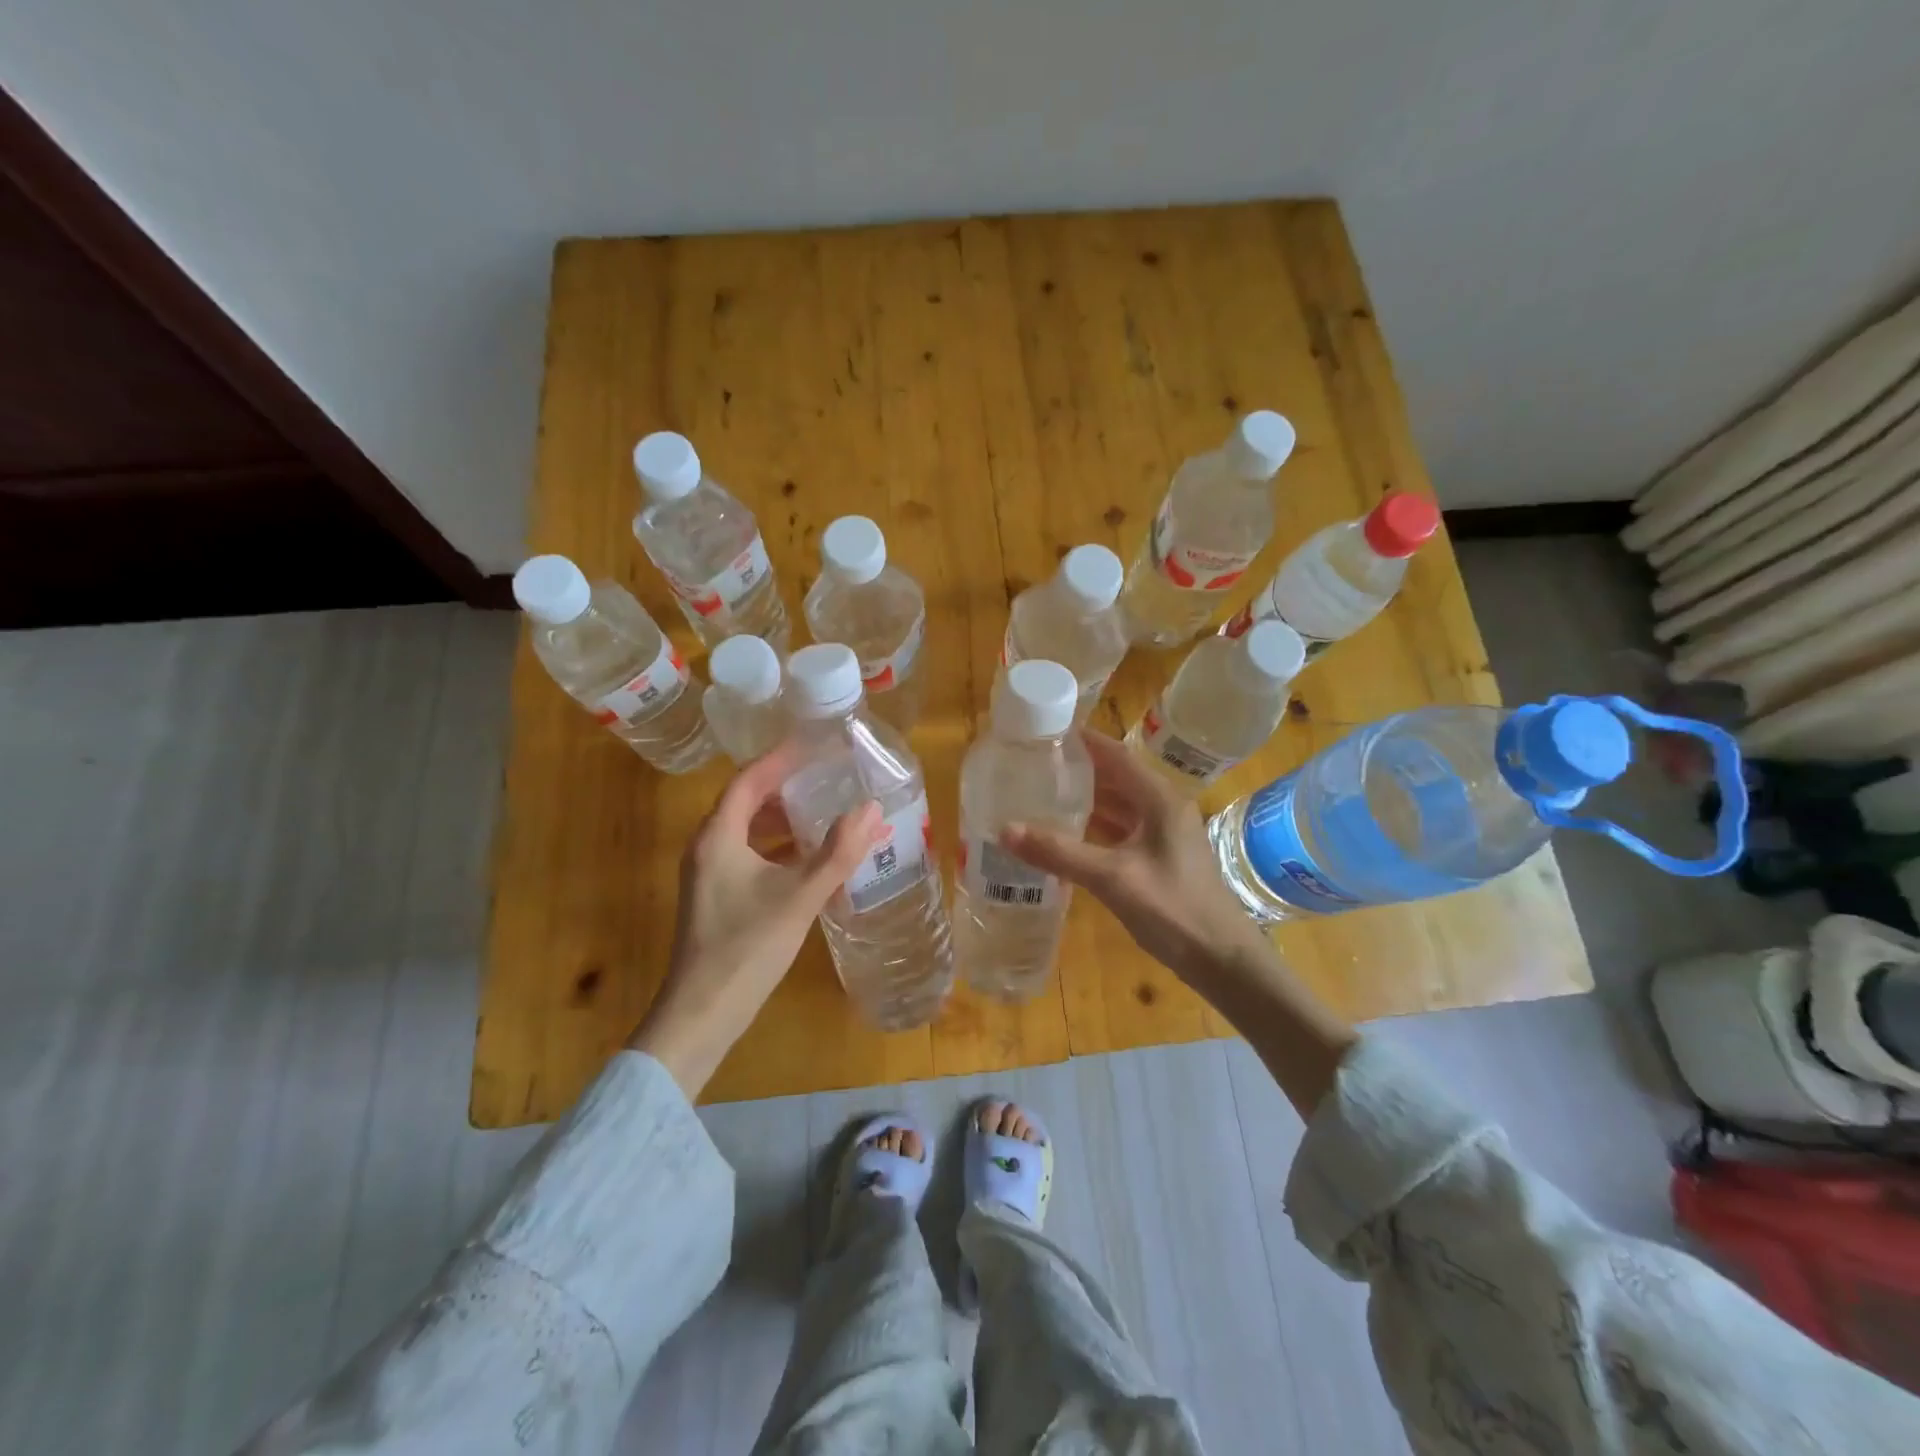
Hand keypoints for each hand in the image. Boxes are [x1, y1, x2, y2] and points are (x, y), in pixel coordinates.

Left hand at [629, 746, 880, 1095]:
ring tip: (825, 810)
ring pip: (749, 831)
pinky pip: (750, 855)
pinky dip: (779, 848)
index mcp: (719, 836)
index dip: (782, 758)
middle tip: (827, 774)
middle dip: (787, 786)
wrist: (702, 1013)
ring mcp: (710, 874)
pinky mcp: (718, 897)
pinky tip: (811, 858)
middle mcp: (708, 847)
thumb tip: (871, 809)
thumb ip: (837, 853)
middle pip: (747, 801)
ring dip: (785, 819)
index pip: (750, 779)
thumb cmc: (747, 948)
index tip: (815, 743)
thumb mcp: (800, 896)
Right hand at [1003, 729, 1354, 1117]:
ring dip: (1086, 798)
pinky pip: (1122, 828)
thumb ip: (1059, 852)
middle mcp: (1163, 807)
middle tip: (1032, 765)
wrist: (1222, 959)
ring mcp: (1163, 833)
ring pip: (1119, 803)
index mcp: (1158, 799)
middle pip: (1115, 776)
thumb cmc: (1173, 909)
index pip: (1115, 753)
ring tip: (1042, 793)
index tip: (1043, 732)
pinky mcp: (1160, 857)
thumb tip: (1004, 829)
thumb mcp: (1112, 878)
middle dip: (1077, 768)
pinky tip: (1067, 833)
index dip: (1081, 740)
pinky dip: (1095, 825)